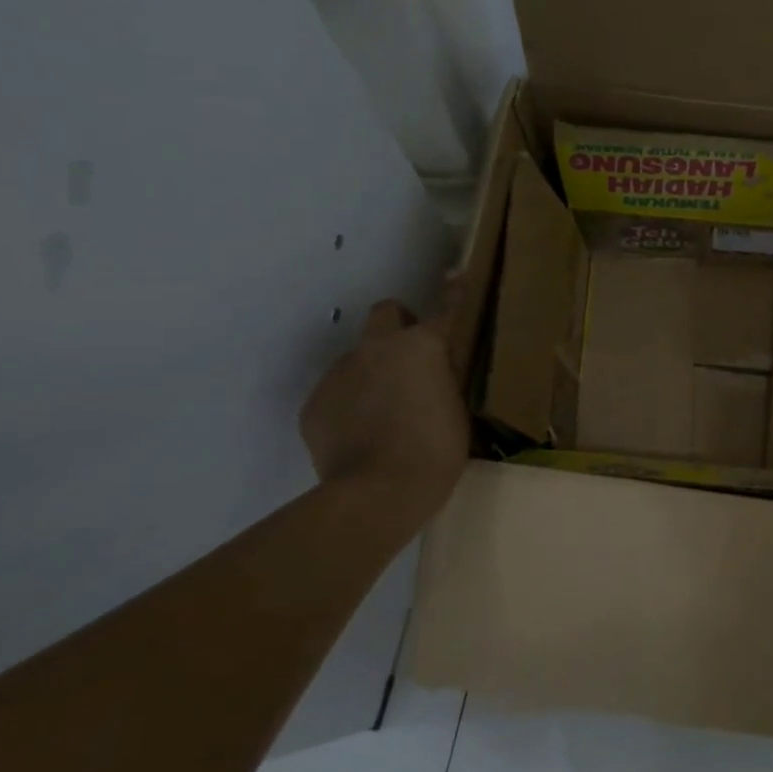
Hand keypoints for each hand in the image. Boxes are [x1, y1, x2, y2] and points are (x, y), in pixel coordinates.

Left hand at [300, 299, 467, 501]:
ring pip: (358, 357)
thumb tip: (434, 374)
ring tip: (384, 412)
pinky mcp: (314, 403)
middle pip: (386, 312)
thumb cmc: (436, 451)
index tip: (455, 278)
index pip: (445, 310)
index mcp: (421, 346)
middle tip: (412, 358)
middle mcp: (377, 347)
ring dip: (372, 372)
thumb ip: (444, 380)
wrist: (377, 493)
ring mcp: (340, 372)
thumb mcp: (457, 410)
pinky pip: (337, 393)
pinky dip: (349, 404)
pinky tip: (361, 435)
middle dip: (398, 324)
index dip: (453, 295)